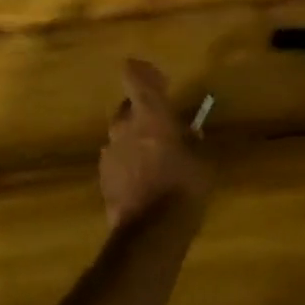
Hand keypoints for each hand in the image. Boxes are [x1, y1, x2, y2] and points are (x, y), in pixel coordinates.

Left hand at [99, 60, 210, 228]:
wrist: (151, 232)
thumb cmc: (185, 187)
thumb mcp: (202, 160)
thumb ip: (191, 141)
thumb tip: (188, 134)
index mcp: (150, 115)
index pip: (134, 76)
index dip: (143, 72)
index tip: (158, 79)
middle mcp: (123, 127)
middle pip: (128, 107)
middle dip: (143, 112)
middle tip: (164, 127)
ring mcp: (109, 153)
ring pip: (121, 135)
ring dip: (135, 139)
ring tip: (156, 158)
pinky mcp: (102, 178)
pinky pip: (117, 159)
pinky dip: (129, 163)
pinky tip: (146, 181)